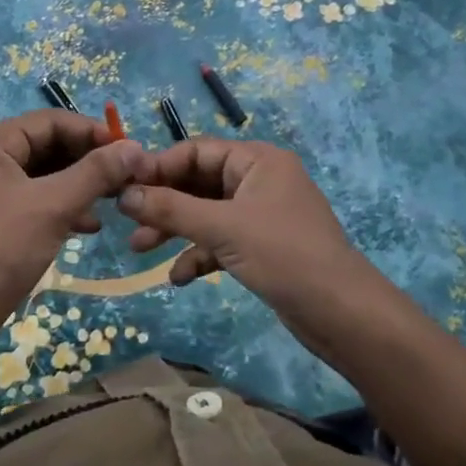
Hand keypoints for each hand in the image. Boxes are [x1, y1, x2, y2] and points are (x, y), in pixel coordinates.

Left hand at [0, 110, 147, 314]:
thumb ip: (95, 173)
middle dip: (86, 161)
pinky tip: (87, 226)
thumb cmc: (0, 250)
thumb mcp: (53, 206)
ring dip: (77, 185)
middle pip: (45, 146)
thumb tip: (133, 147)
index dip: (92, 132)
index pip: (50, 121)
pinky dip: (59, 207)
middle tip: (124, 177)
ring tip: (113, 201)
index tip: (128, 150)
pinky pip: (31, 199)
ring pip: (41, 175)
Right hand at [116, 138, 376, 309]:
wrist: (343, 314)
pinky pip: (220, 240)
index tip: (122, 185)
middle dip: (163, 203)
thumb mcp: (222, 228)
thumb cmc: (284, 255)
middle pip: (198, 182)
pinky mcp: (262, 246)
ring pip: (206, 213)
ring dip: (175, 229)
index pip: (196, 151)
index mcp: (257, 160)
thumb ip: (171, 209)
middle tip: (127, 222)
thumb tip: (123, 194)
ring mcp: (261, 214)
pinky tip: (179, 277)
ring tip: (140, 249)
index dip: (158, 166)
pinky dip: (199, 253)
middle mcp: (258, 180)